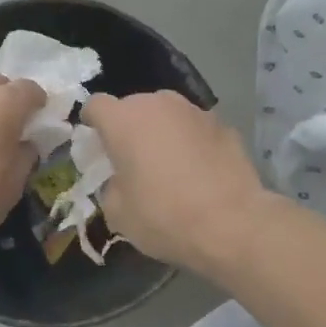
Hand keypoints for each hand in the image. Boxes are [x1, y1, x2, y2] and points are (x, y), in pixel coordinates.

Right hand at [81, 91, 268, 273]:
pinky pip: (195, 128)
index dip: (93, 122)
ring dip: (162, 132)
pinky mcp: (223, 124)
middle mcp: (158, 103)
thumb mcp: (119, 213)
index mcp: (123, 120)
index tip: (97, 145)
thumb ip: (111, 186)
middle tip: (134, 160)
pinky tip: (200, 171)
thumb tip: (121, 181)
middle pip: (134, 107)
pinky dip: (191, 142)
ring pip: (167, 114)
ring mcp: (194, 110)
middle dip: (130, 128)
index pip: (96, 105)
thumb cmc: (164, 216)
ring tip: (170, 165)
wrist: (232, 223)